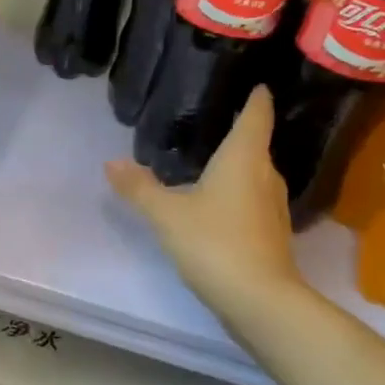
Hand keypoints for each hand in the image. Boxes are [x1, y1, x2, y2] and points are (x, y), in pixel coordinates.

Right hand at [105, 85, 304, 323]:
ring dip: (237, 166)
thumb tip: (111, 162)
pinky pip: (253, 200)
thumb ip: (139, 188)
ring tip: (210, 161)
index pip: (257, 113)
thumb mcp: (167, 214)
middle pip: (257, 144)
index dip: (256, 96)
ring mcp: (274, 206)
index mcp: (245, 157)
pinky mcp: (272, 234)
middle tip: (212, 122)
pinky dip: (238, 194)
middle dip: (239, 132)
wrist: (259, 300)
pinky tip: (217, 204)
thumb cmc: (214, 243)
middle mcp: (266, 175)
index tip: (254, 83)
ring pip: (255, 175)